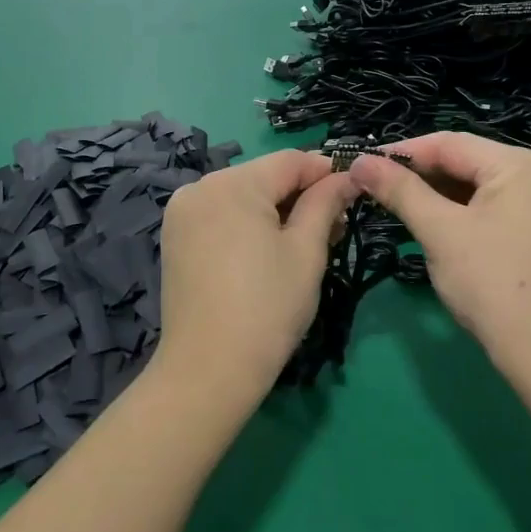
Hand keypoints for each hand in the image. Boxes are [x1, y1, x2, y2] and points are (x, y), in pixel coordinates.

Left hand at [153, 151, 357, 407]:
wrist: (208, 370)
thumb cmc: (267, 308)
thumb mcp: (306, 251)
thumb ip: (326, 203)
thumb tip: (346, 176)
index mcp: (232, 184)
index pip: (290, 161)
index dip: (326, 172)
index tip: (355, 192)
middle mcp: (200, 187)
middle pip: (264, 177)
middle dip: (302, 195)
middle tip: (336, 229)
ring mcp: (182, 213)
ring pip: (243, 196)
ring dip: (276, 211)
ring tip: (306, 244)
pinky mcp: (176, 238)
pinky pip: (221, 216)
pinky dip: (248, 225)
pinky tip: (268, 252)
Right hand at [348, 133, 530, 372]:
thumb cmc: (491, 282)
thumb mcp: (439, 231)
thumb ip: (400, 191)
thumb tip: (359, 162)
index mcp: (519, 164)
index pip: (449, 144)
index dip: (402, 152)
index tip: (361, 164)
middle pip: (464, 161)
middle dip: (418, 173)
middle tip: (372, 186)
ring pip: (474, 184)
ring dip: (434, 193)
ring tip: (393, 203)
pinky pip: (488, 205)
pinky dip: (456, 210)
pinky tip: (428, 221)